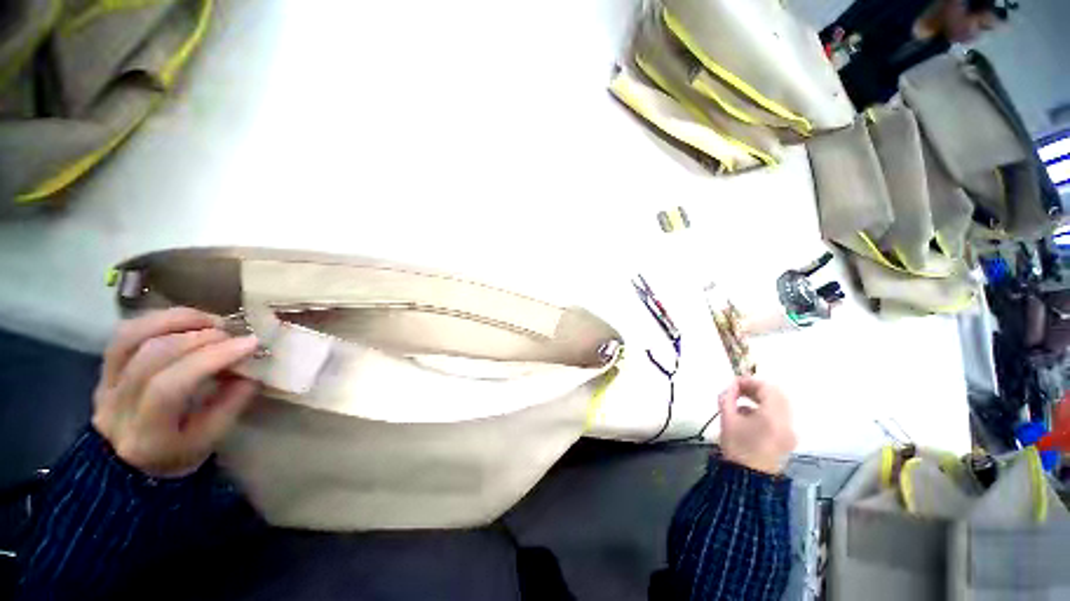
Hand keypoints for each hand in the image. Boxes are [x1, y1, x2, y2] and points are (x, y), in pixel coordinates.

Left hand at [92, 308, 260, 477]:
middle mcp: (121, 402)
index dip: (210, 359)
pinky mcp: (105, 363)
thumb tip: (250, 374)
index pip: (174, 384)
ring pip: (137, 334)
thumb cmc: (169, 462)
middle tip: (228, 332)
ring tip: (205, 319)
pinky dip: (154, 319)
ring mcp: (108, 379)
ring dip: (175, 320)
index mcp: (145, 434)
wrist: (125, 466)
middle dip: (196, 337)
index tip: (247, 343)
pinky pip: (126, 329)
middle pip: (156, 355)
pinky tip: (176, 318)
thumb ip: (224, 410)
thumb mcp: (200, 447)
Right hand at [717, 377, 795, 474]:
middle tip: (739, 393)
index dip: (748, 382)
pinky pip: (781, 419)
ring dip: (763, 402)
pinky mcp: (789, 440)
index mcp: (774, 410)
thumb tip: (729, 389)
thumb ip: (727, 400)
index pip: (764, 386)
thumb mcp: (728, 423)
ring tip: (744, 408)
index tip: (733, 384)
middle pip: (775, 394)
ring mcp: (791, 429)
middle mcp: (787, 416)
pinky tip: (753, 422)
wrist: (747, 483)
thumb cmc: (737, 450)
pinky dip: (769, 414)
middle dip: (757, 391)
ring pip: (780, 406)